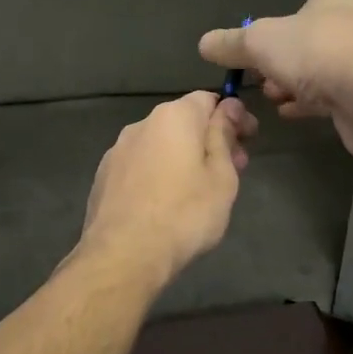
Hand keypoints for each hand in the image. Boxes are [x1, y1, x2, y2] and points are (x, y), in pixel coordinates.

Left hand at [76, 92, 256, 287]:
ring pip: (160, 144)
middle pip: (183, 121)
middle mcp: (142, 124)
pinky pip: (140, 165)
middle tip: (232, 169)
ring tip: (200, 189)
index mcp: (174, 117)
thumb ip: (223, 137)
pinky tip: (166, 202)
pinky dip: (158, 173)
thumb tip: (227, 107)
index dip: (232, 116)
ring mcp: (117, 150)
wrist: (124, 254)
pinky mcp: (104, 176)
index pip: (209, 99)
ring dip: (183, 156)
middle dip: (209, 139)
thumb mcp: (221, 177)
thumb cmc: (185, 214)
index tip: (248, 140)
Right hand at [198, 0, 352, 157]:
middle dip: (300, 37)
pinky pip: (345, 86)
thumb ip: (233, 43)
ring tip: (273, 90)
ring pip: (337, 56)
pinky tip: (292, 110)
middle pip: (334, 17)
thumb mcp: (261, 43)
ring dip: (305, 71)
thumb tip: (205, 43)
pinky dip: (318, 95)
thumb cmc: (318, 48)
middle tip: (270, 55)